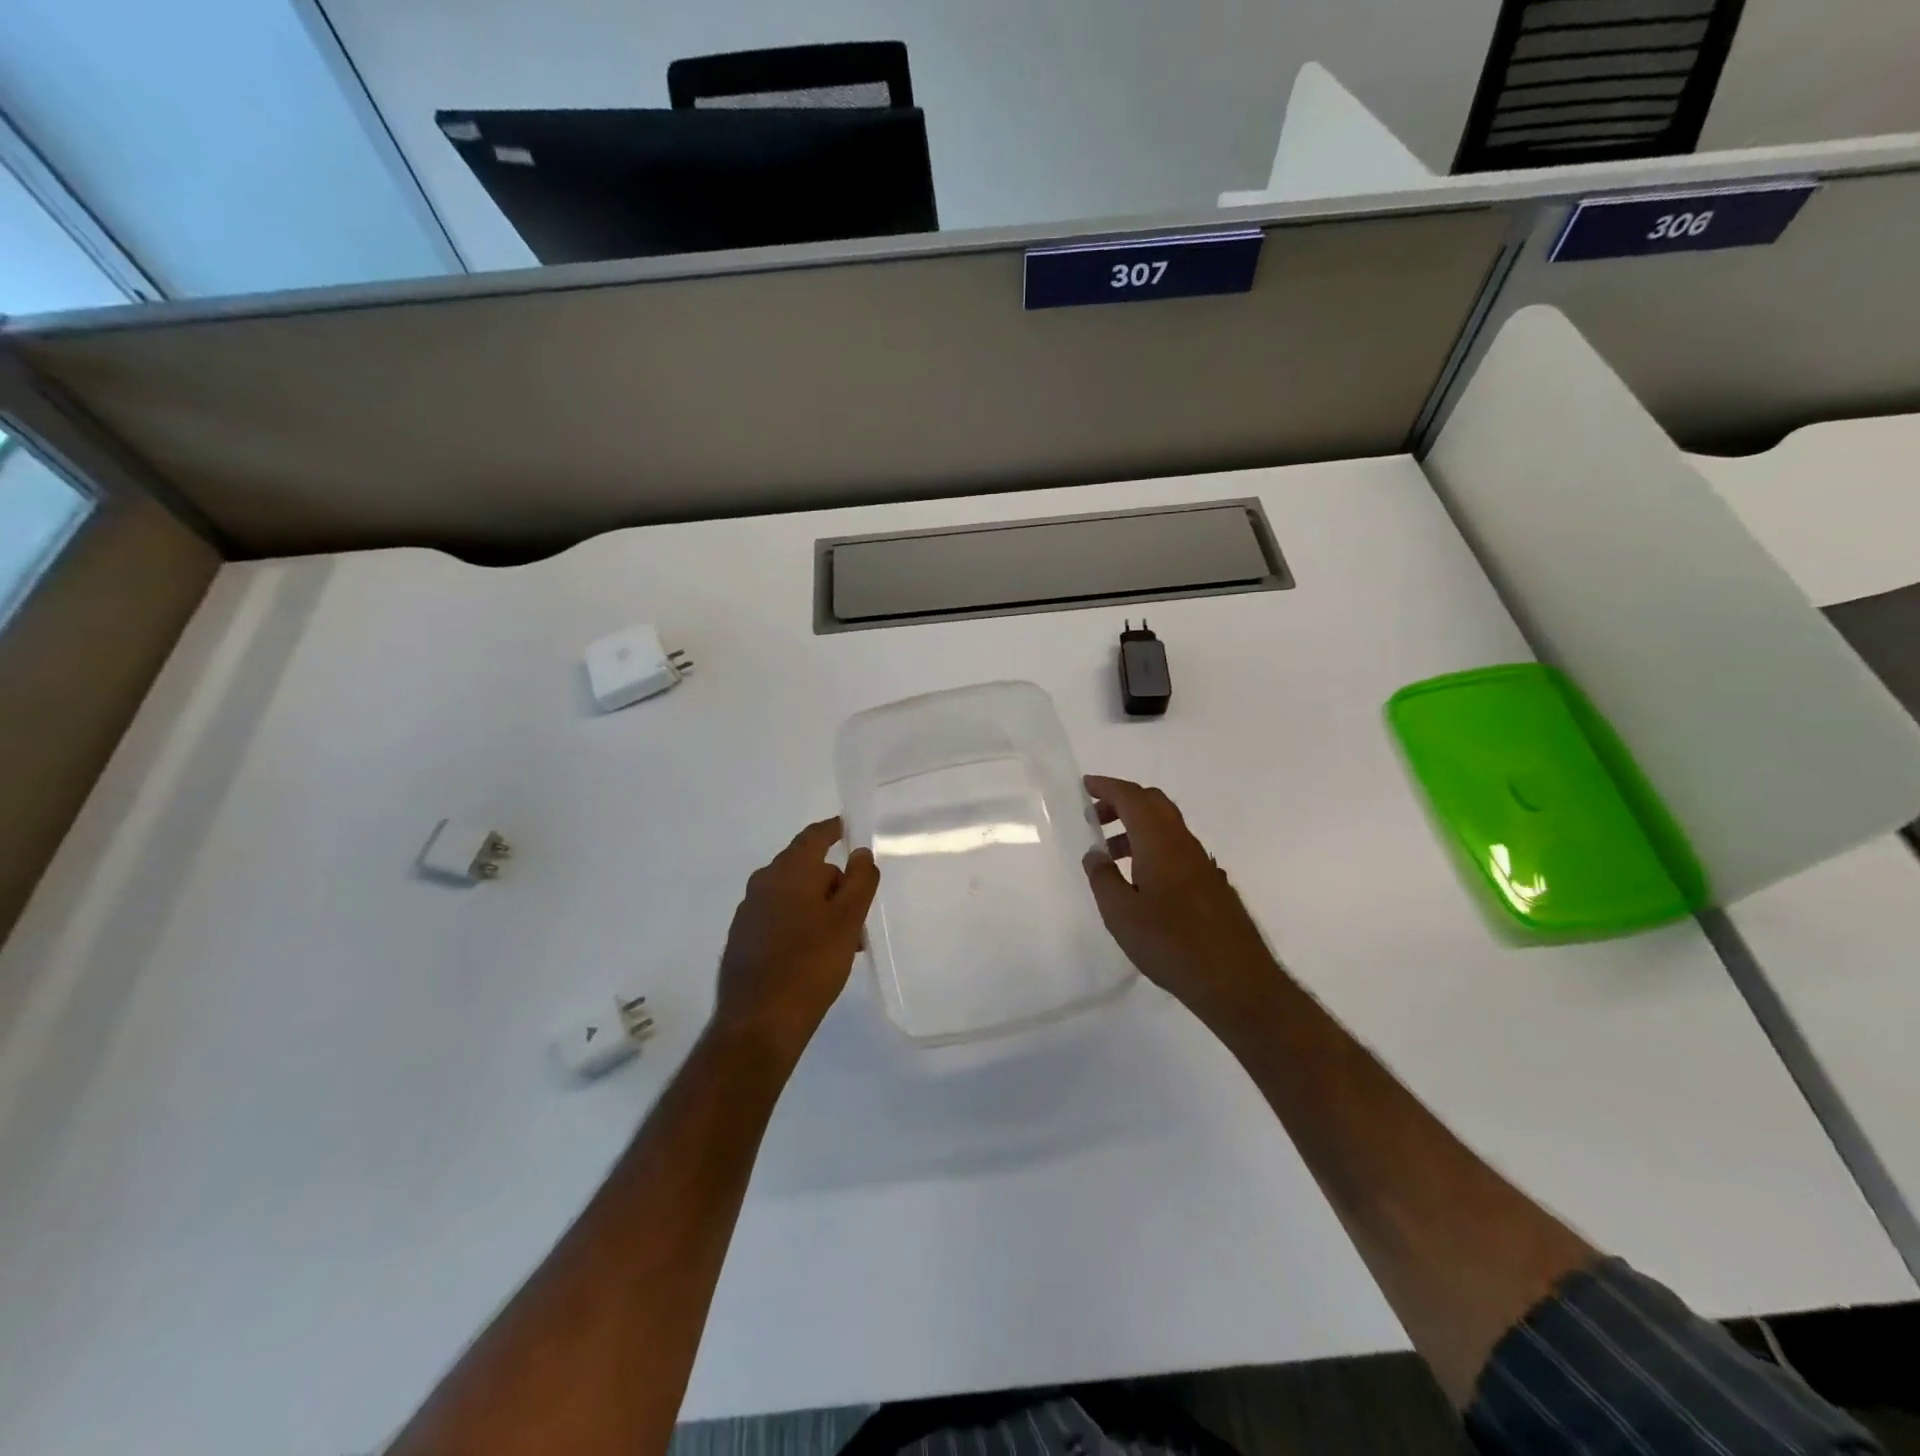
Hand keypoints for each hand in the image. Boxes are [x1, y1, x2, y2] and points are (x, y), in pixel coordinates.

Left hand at [712, 818, 879, 1060]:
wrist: (758, 1024)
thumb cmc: (810, 965)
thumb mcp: (848, 920)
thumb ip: (859, 880)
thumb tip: (860, 852)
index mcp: (788, 872)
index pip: (813, 837)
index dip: (833, 830)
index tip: (849, 828)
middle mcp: (762, 884)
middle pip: (804, 868)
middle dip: (833, 881)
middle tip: (859, 909)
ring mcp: (748, 913)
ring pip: (792, 896)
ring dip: (818, 907)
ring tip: (844, 939)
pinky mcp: (742, 940)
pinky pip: (778, 917)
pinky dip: (800, 923)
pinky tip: (815, 953)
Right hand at [1082, 775, 1282, 1030]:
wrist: (1235, 981)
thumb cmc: (1171, 944)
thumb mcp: (1121, 914)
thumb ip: (1103, 878)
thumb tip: (1095, 854)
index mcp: (1160, 843)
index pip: (1132, 798)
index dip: (1108, 787)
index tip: (1086, 786)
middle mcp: (1183, 843)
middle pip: (1153, 803)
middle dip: (1122, 802)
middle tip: (1095, 817)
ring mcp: (1201, 862)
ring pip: (1166, 826)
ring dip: (1136, 827)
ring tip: (1110, 854)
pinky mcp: (1211, 883)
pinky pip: (1176, 847)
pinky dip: (1152, 846)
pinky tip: (1140, 880)